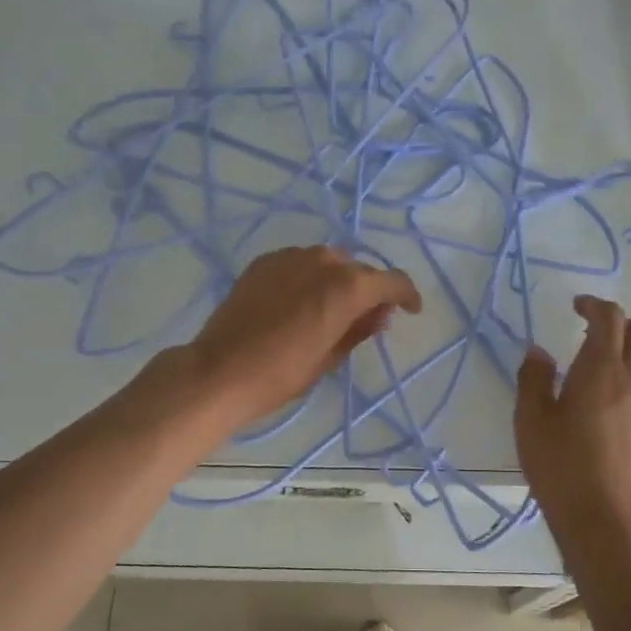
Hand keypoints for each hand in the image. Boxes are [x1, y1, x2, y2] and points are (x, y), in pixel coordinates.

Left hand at [180, 246, 422, 429]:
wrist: (220, 370)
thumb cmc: (282, 373)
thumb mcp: (330, 357)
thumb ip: (359, 330)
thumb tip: (379, 316)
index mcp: (348, 287)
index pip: (392, 281)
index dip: (407, 295)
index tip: (410, 311)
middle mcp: (323, 261)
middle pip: (359, 270)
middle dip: (368, 291)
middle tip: (364, 319)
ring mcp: (290, 257)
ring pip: (328, 262)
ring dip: (336, 281)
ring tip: (327, 310)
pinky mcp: (264, 262)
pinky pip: (298, 263)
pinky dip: (307, 277)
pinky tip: (297, 303)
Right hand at [515, 294, 630, 550]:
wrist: (610, 524)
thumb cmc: (562, 469)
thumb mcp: (530, 422)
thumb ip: (534, 379)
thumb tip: (539, 352)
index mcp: (600, 370)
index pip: (609, 318)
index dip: (595, 305)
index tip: (579, 308)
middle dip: (625, 325)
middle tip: (601, 338)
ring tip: (623, 370)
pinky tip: (628, 419)